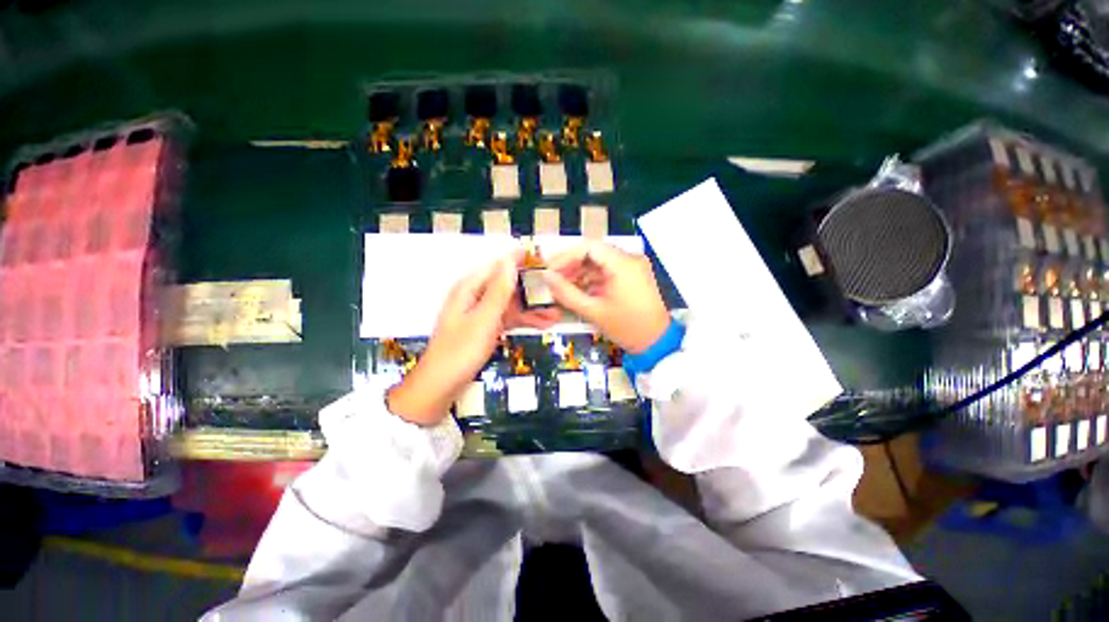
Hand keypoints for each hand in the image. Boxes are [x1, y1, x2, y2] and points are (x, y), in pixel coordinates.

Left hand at [388, 252, 560, 425]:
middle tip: (557, 295)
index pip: (499, 266)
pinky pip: (508, 318)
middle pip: (508, 285)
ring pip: (511, 303)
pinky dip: (523, 321)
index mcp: (469, 288)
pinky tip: (542, 325)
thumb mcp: (483, 320)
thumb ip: (498, 291)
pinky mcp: (485, 327)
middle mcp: (475, 296)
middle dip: (532, 291)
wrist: (441, 386)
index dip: (521, 262)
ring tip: (556, 315)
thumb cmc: (460, 352)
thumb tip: (510, 261)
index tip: (545, 261)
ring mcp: (481, 313)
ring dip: (532, 308)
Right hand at [543, 241, 669, 353]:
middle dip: (572, 265)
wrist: (656, 343)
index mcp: (623, 264)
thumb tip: (546, 276)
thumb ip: (566, 292)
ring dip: (580, 273)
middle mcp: (630, 259)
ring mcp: (633, 268)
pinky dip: (592, 279)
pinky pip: (608, 272)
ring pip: (599, 262)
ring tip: (563, 288)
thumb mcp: (593, 311)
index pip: (589, 246)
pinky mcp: (633, 277)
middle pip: (594, 253)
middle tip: (554, 280)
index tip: (551, 269)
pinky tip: (579, 291)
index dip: (566, 256)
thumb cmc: (626, 327)